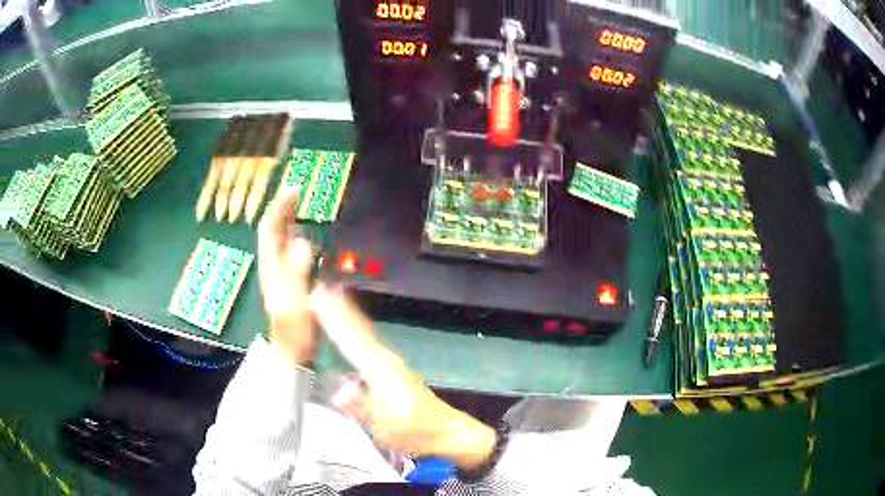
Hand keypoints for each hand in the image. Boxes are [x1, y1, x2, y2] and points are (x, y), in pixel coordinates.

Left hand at [257, 187, 314, 365]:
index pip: (270, 228)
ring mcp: (278, 272)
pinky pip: (286, 250)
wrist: (293, 349)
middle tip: (298, 190)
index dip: (280, 207)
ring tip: (298, 204)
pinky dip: (293, 235)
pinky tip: (300, 233)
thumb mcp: (297, 300)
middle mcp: (272, 264)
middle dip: (282, 207)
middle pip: (272, 229)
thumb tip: (301, 241)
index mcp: (272, 266)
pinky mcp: (287, 279)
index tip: (295, 189)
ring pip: (278, 238)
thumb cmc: (295, 328)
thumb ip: (297, 271)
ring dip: (286, 218)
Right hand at [310, 285, 496, 469]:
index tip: (317, 298)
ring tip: (330, 296)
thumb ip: (362, 407)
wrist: (445, 430)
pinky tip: (350, 325)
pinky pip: (368, 340)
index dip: (333, 318)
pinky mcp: (392, 367)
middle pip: (357, 328)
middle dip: (338, 308)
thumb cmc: (415, 430)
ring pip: (364, 331)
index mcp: (380, 370)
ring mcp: (390, 361)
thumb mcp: (386, 427)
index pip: (350, 339)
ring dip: (346, 313)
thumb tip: (340, 389)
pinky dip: (356, 326)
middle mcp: (384, 359)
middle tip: (319, 287)